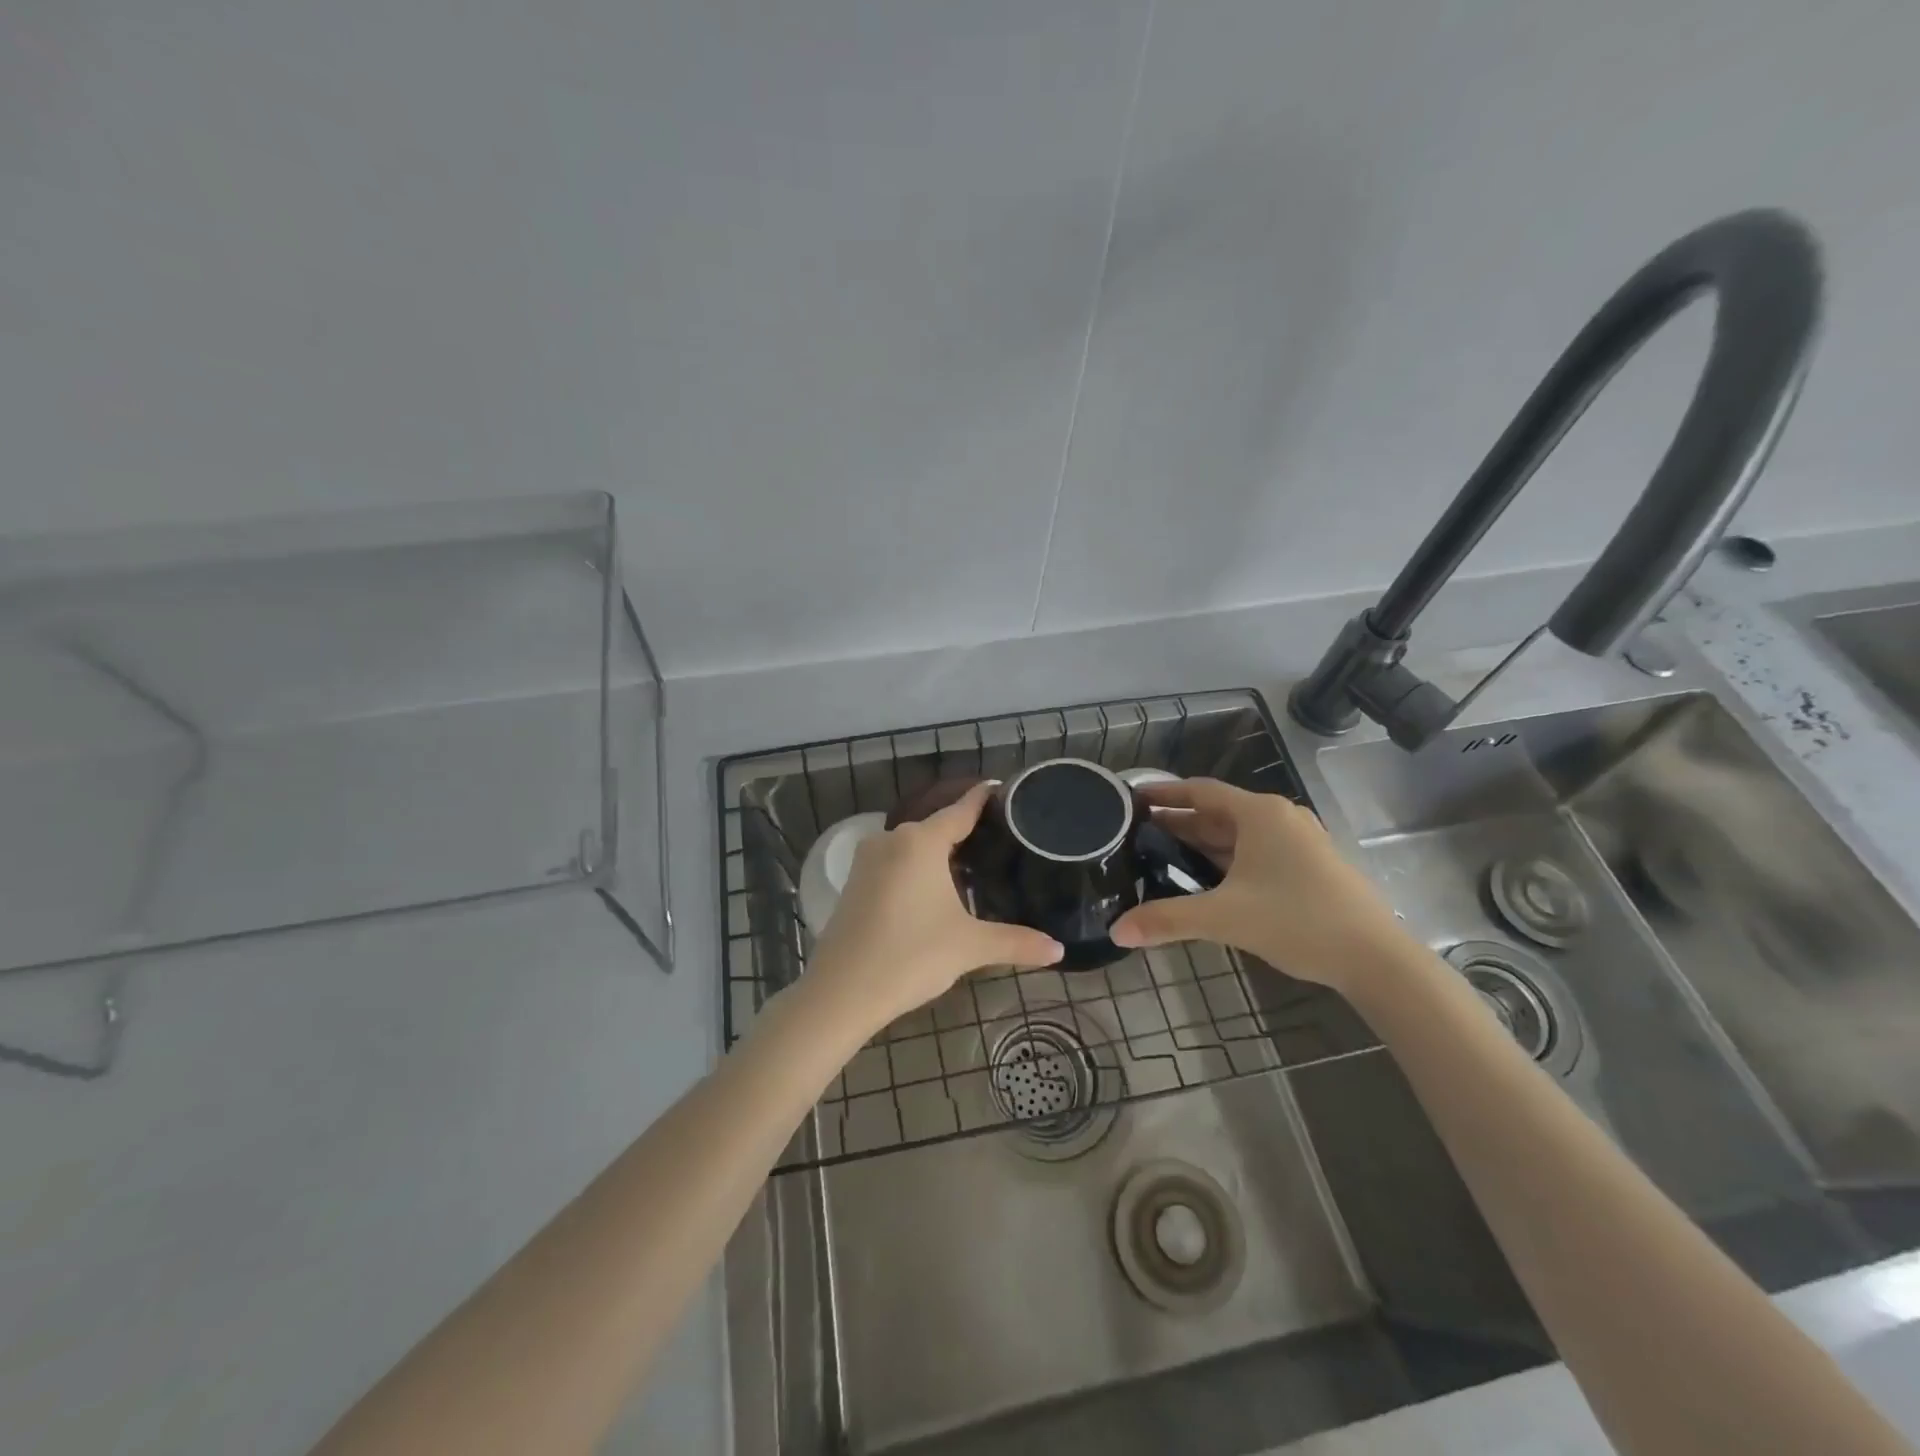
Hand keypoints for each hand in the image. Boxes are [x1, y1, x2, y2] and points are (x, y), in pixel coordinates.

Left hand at [806, 781, 1063, 1034]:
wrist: (841, 992)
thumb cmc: (911, 956)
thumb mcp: (969, 947)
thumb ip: (1016, 942)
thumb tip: (1059, 950)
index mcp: (921, 842)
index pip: (960, 810)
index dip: (982, 799)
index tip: (1000, 788)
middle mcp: (891, 839)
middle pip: (936, 828)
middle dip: (964, 833)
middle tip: (999, 842)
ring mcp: (867, 860)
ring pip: (912, 847)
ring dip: (937, 854)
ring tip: (971, 867)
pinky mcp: (853, 882)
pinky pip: (894, 863)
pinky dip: (915, 869)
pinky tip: (932, 891)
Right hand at [1109, 778, 1409, 990]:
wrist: (1376, 958)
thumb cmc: (1298, 921)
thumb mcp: (1225, 918)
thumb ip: (1167, 920)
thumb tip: (1116, 931)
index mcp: (1260, 814)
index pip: (1201, 791)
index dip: (1164, 793)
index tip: (1133, 798)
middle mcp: (1279, 818)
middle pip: (1217, 812)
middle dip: (1178, 822)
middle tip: (1136, 833)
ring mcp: (1298, 842)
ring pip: (1238, 835)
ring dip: (1201, 843)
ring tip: (1161, 855)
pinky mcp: (1309, 866)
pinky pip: (1256, 852)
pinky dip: (1226, 859)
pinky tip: (1206, 880)